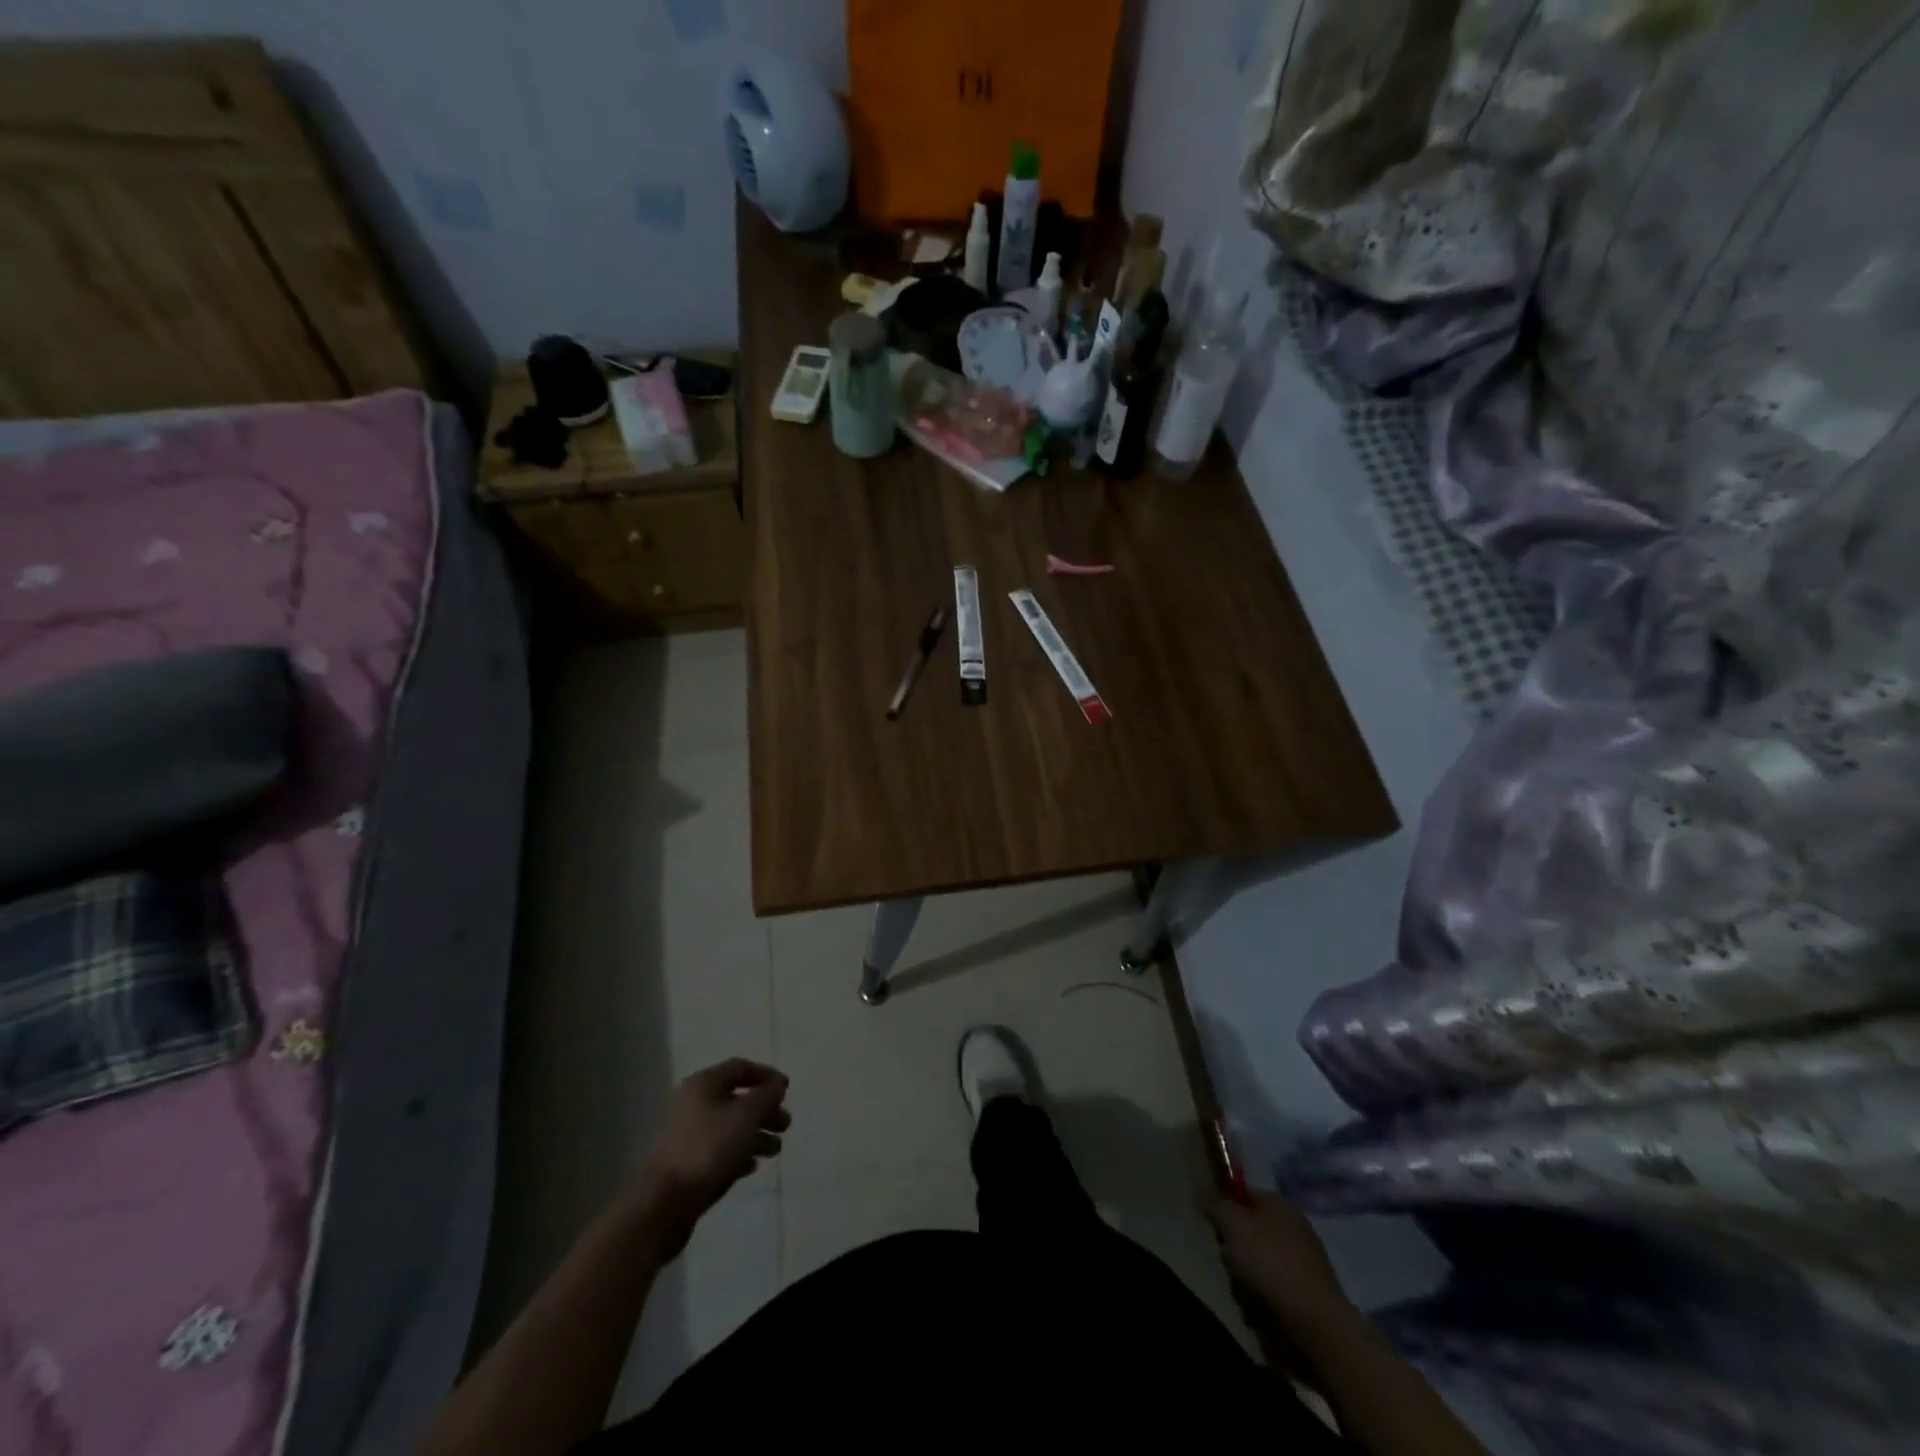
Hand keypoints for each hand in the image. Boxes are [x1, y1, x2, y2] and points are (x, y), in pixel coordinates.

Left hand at [626, 1058, 790, 1256]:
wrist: (663, 1203)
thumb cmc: (709, 1149)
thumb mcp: (746, 1115)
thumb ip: (766, 1095)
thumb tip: (777, 1084)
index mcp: (704, 1084)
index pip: (741, 1067)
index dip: (767, 1075)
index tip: (787, 1091)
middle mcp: (693, 1103)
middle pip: (736, 1099)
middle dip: (764, 1110)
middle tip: (785, 1125)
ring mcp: (687, 1135)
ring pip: (729, 1127)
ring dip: (755, 1134)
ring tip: (775, 1151)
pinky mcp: (685, 1163)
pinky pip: (718, 1150)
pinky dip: (738, 1153)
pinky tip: (752, 1167)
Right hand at [1206, 1191, 1357, 1339]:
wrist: (1316, 1324)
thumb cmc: (1271, 1263)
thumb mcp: (1233, 1224)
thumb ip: (1215, 1204)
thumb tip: (1202, 1193)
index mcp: (1279, 1205)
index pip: (1243, 1194)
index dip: (1225, 1207)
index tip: (1213, 1227)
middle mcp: (1293, 1228)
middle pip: (1249, 1231)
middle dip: (1233, 1248)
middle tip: (1228, 1262)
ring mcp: (1302, 1263)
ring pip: (1257, 1262)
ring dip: (1244, 1276)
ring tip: (1242, 1292)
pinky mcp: (1306, 1295)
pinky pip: (1271, 1288)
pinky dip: (1261, 1298)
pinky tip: (1257, 1311)